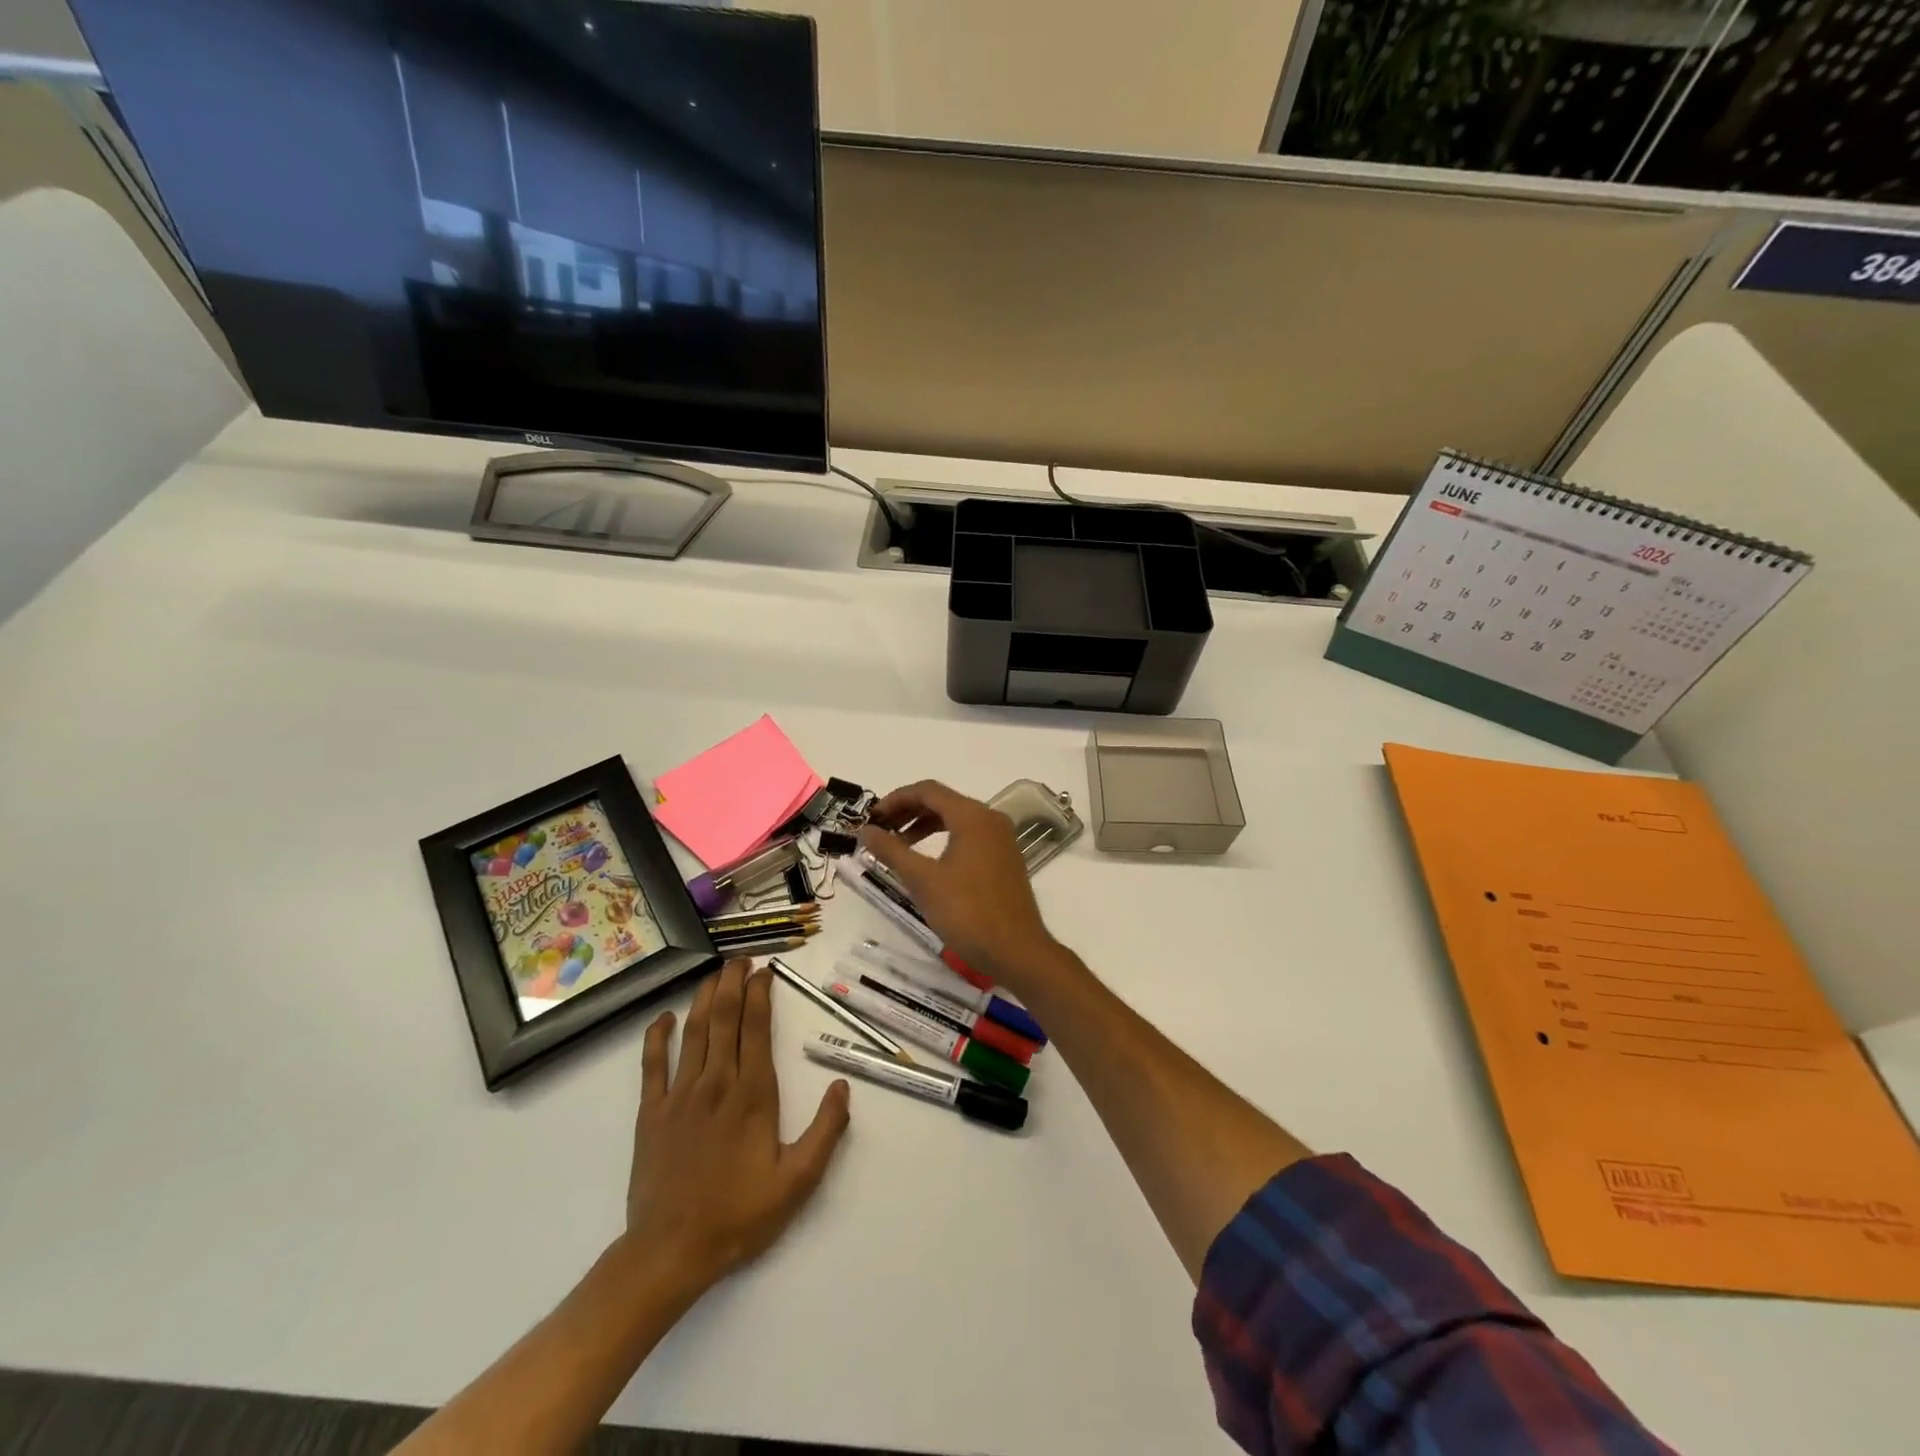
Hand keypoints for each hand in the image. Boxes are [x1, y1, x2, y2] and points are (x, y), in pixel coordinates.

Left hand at [623, 960, 850, 1291]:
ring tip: (715, 973)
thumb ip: (825, 1132)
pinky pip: (652, 1064)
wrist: (670, 1252)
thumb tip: (842, 1086)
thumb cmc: (738, 1216)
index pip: (757, 1028)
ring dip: (705, 997)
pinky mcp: (651, 1112)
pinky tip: (664, 1018)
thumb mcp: (797, 1182)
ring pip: (693, 1031)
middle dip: (733, 982)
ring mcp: (680, 1095)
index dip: (761, 994)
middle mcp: (716, 1082)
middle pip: (724, 1018)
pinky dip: (657, 1036)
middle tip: (741, 958)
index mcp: (752, 1094)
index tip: (766, 971)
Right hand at [857, 780, 1073, 998]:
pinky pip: (969, 836)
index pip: (927, 791)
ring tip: (897, 845)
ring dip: (924, 826)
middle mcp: (990, 819)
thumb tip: (866, 830)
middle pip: (942, 802)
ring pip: (956, 819)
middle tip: (880, 830)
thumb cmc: (967, 912)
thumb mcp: (923, 880)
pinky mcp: (1004, 858)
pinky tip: (927, 861)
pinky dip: (943, 839)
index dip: (895, 799)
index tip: (871, 818)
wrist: (1016, 950)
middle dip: (908, 812)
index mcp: (972, 816)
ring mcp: (1001, 839)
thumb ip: (891, 850)